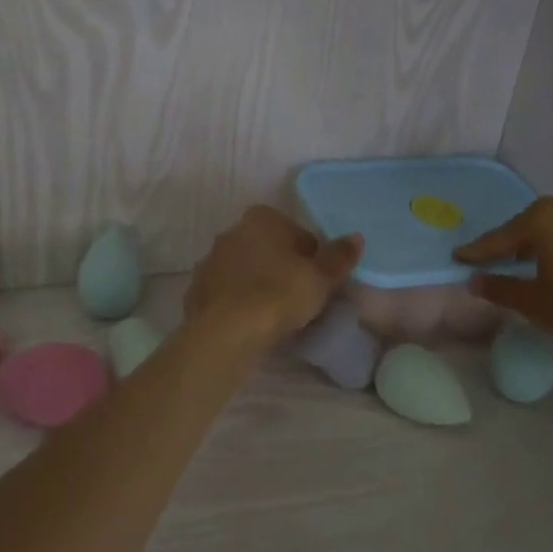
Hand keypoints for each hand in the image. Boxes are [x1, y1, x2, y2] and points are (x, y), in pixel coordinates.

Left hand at [185, 206, 363, 349]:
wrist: (225, 333)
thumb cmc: (279, 295)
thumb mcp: (320, 278)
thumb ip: (339, 256)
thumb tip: (356, 237)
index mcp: (262, 218)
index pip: (298, 234)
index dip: (313, 259)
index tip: (317, 284)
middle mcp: (232, 231)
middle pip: (270, 250)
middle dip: (284, 270)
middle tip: (300, 300)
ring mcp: (210, 261)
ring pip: (247, 271)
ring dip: (260, 286)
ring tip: (277, 317)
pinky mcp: (197, 290)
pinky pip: (228, 294)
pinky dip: (240, 304)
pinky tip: (252, 325)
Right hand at [453, 192, 552, 376]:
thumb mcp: (537, 306)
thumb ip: (500, 288)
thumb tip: (473, 281)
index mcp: (545, 218)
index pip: (502, 237)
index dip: (479, 251)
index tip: (460, 257)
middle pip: (537, 221)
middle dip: (520, 240)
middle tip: (507, 261)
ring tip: (550, 261)